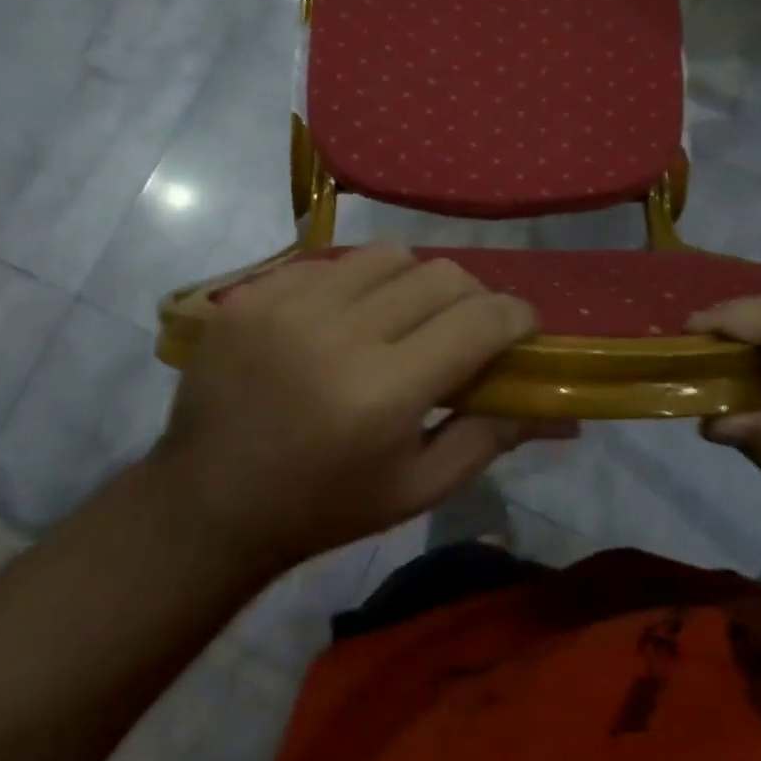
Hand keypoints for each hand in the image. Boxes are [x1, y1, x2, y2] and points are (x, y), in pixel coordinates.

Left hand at [155, 245, 570, 575]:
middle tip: (464, 329)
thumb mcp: (417, 490)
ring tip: (402, 318)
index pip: (480, 320)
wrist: (208, 501)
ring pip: (390, 254)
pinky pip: (333, 261)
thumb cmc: (324, 507)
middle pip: (443, 275)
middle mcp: (339, 333)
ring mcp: (290, 304)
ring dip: (414, 282)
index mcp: (384, 392)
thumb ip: (489, 437)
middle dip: (472, 298)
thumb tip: (553, 403)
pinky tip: (342, 321)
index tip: (522, 330)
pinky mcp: (254, 292)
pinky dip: (356, 284)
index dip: (517, 318)